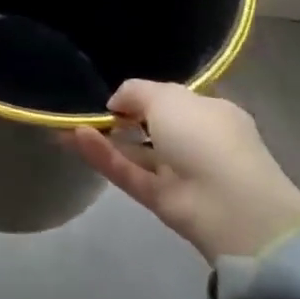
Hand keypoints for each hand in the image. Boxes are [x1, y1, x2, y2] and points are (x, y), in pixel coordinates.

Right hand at [66, 80, 299, 261]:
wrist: (230, 206)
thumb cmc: (205, 137)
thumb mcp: (167, 97)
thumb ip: (136, 91)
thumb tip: (116, 102)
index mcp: (210, 113)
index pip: (172, 101)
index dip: (142, 97)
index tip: (115, 97)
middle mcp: (197, 142)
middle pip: (151, 128)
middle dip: (120, 119)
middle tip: (86, 111)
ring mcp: (179, 174)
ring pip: (135, 153)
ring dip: (104, 138)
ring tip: (69, 125)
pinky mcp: (161, 200)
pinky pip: (128, 173)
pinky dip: (103, 157)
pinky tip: (76, 139)